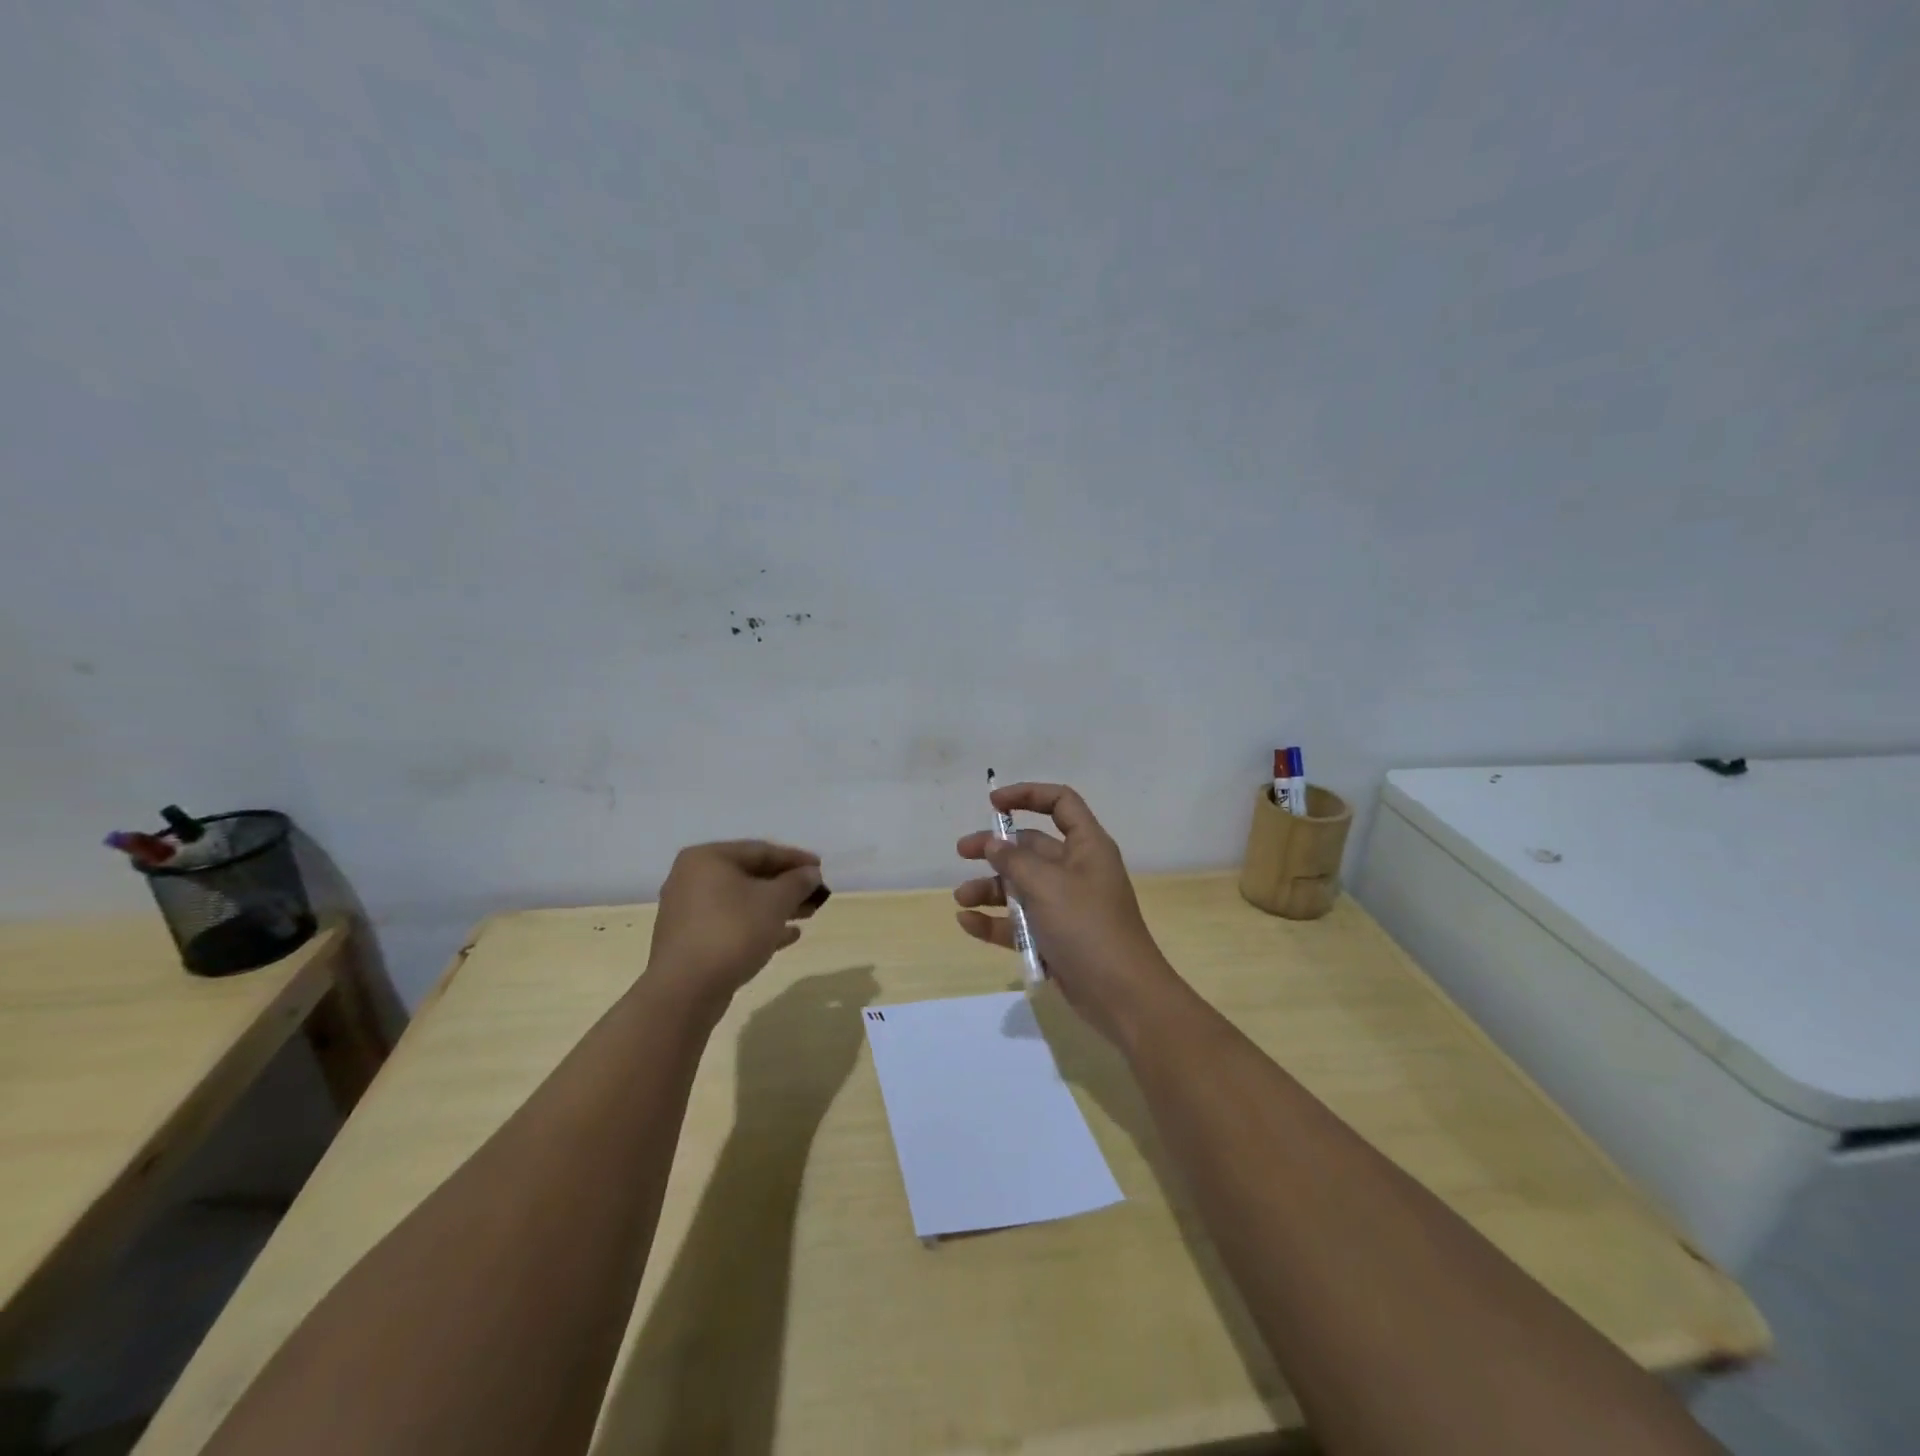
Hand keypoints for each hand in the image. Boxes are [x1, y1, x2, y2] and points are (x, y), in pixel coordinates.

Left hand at [646, 841, 824, 1008]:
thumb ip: (797, 882)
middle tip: (816, 894)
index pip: (760, 851)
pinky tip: (788, 936)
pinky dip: (758, 926)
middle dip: (786, 886)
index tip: (821, 868)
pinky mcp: (691, 941)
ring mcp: (688, 912)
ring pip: (742, 902)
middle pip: (750, 876)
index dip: (795, 859)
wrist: (685, 990)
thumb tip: (811, 873)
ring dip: (776, 907)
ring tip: (808, 914)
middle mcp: (692, 879)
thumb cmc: (732, 931)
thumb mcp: (774, 902)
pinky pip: (731, 924)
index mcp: (708, 858)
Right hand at [955, 783, 1182, 1045]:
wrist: (1122, 996)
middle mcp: (1077, 871)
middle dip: (996, 848)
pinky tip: (967, 922)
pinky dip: (995, 920)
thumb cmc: (1087, 927)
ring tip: (961, 898)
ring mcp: (1066, 906)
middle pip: (1032, 846)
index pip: (1060, 803)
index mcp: (1086, 847)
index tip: (993, 803)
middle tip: (962, 851)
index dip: (1028, 795)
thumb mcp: (1047, 886)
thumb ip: (1015, 861)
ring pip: (1022, 886)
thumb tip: (993, 844)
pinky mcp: (1056, 938)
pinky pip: (1020, 922)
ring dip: (990, 888)